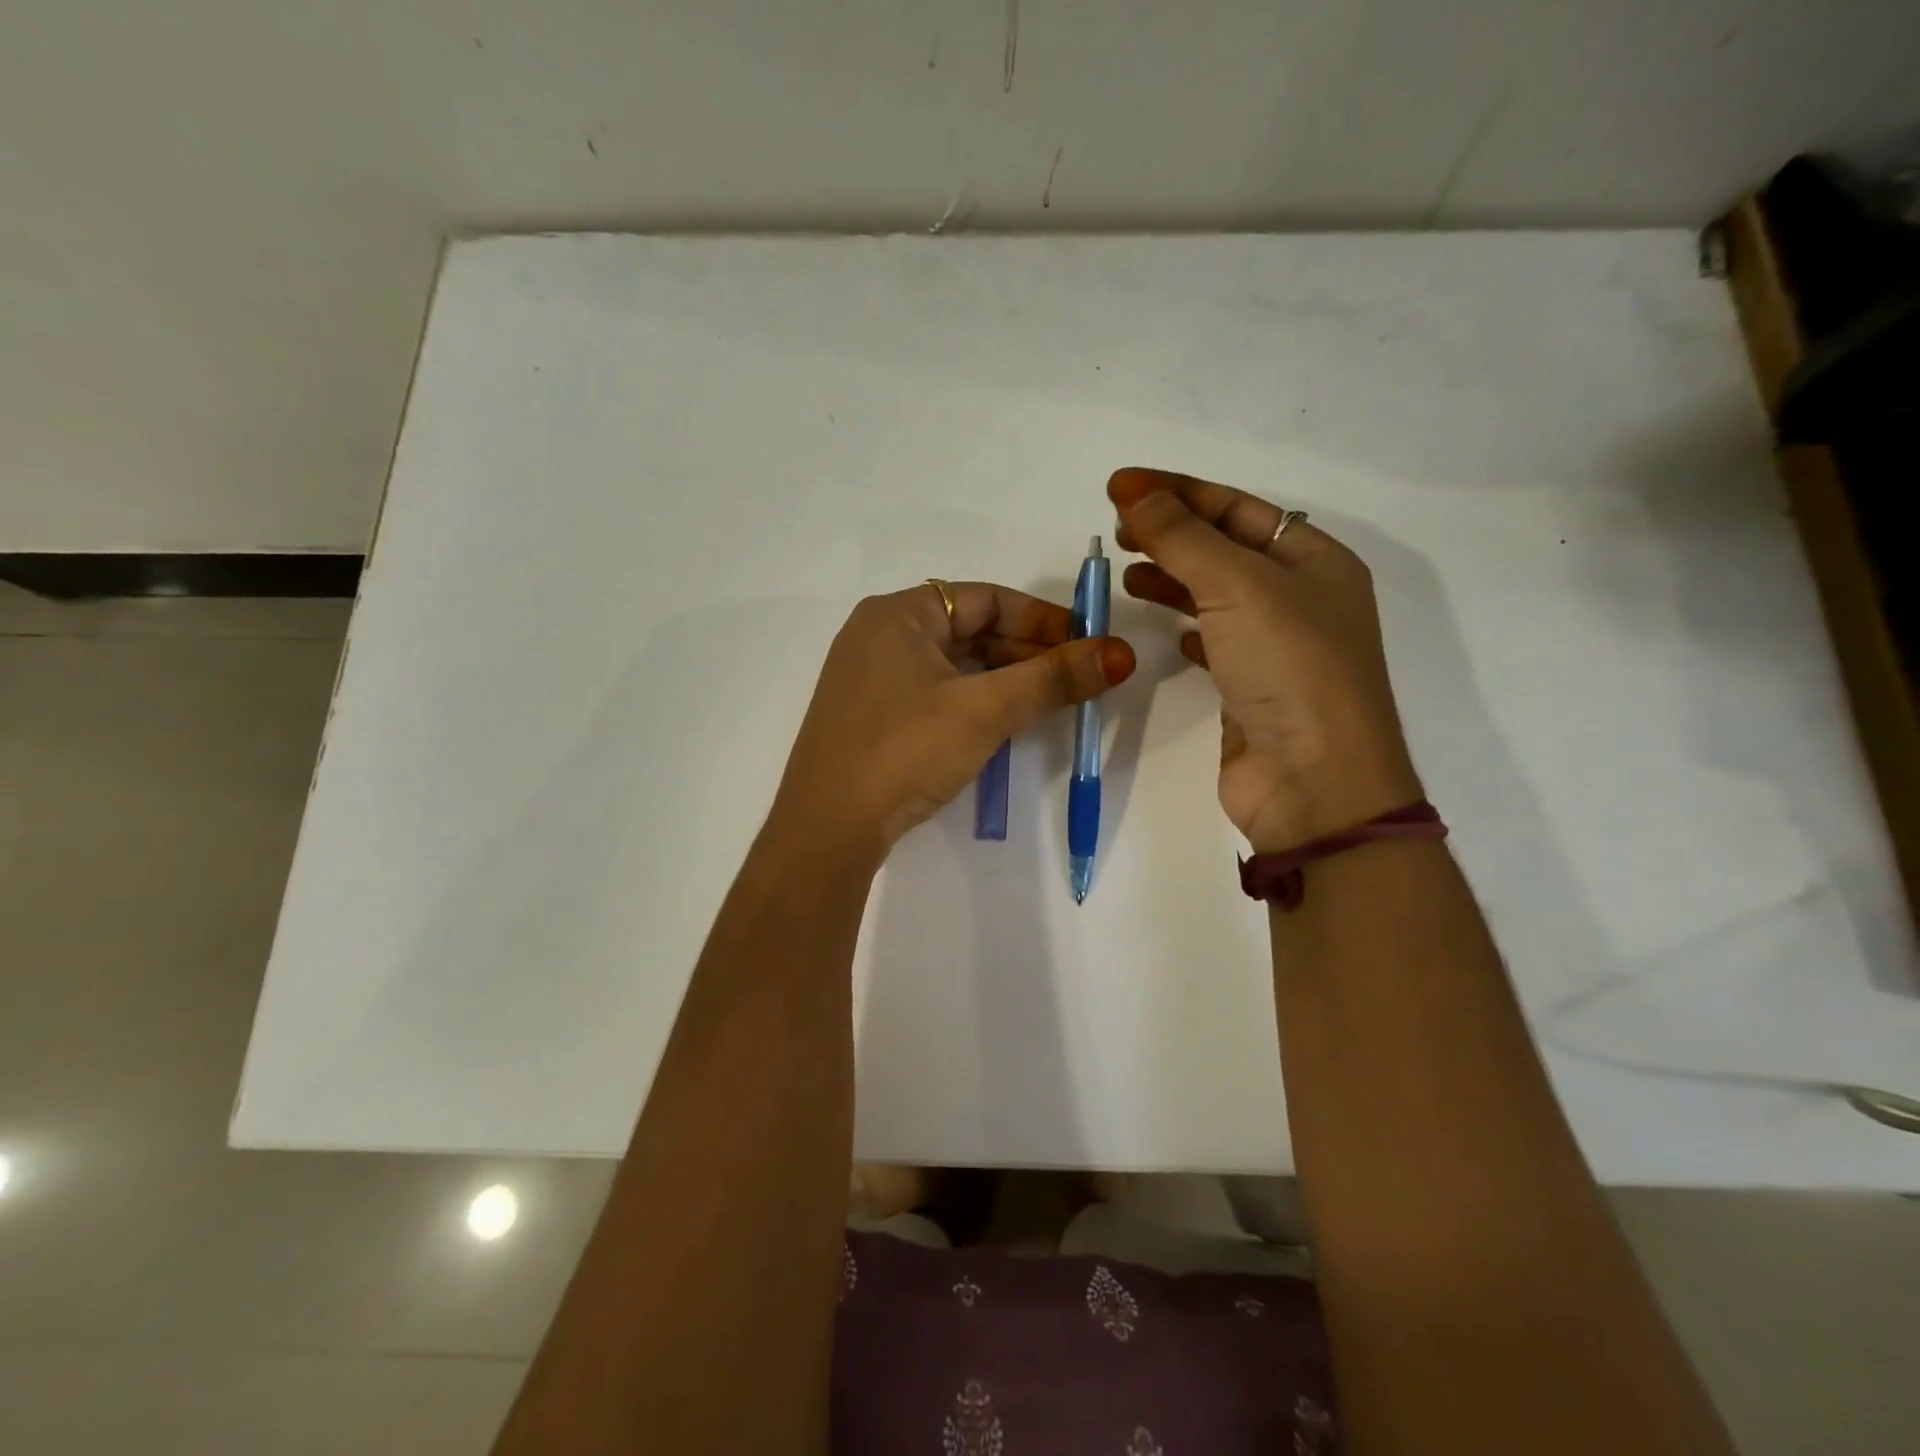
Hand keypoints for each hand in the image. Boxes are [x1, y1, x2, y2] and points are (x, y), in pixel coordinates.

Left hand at [773, 581, 1134, 856]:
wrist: (827, 827)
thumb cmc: (904, 750)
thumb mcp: (984, 710)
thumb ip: (1053, 679)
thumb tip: (1122, 653)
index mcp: (898, 613)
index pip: (986, 598)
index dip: (1043, 619)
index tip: (1087, 643)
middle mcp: (879, 634)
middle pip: (969, 629)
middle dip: (1027, 652)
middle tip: (1076, 678)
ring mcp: (870, 676)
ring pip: (953, 664)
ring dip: (1003, 679)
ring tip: (1048, 702)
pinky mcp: (870, 714)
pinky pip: (933, 691)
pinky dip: (972, 700)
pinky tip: (1001, 722)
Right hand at [1110, 467, 1419, 851]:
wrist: (1314, 783)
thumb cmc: (1288, 669)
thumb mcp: (1237, 587)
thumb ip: (1182, 538)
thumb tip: (1134, 493)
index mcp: (1315, 560)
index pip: (1237, 507)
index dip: (1177, 492)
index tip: (1118, 487)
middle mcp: (1301, 598)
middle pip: (1226, 547)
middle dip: (1172, 533)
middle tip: (1117, 531)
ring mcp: (1278, 646)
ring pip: (1217, 595)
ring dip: (1173, 579)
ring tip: (1127, 575)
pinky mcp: (1252, 688)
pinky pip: (1215, 641)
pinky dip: (1187, 629)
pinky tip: (1166, 631)